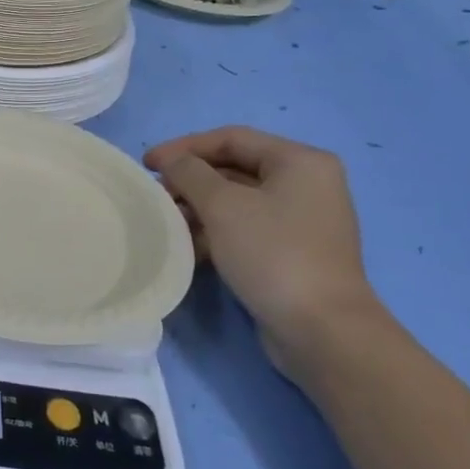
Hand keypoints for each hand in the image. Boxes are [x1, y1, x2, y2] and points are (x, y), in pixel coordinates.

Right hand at [144, 126, 388, 380]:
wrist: (321, 330)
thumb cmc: (273, 253)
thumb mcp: (222, 205)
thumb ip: (189, 172)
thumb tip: (172, 163)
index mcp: (300, 161)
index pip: (231, 138)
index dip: (184, 147)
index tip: (147, 164)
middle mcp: (305, 184)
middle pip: (234, 168)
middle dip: (190, 180)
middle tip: (156, 195)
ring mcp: (300, 221)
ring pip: (236, 201)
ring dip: (198, 208)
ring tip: (167, 223)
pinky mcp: (291, 252)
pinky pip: (245, 228)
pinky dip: (215, 232)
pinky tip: (188, 248)